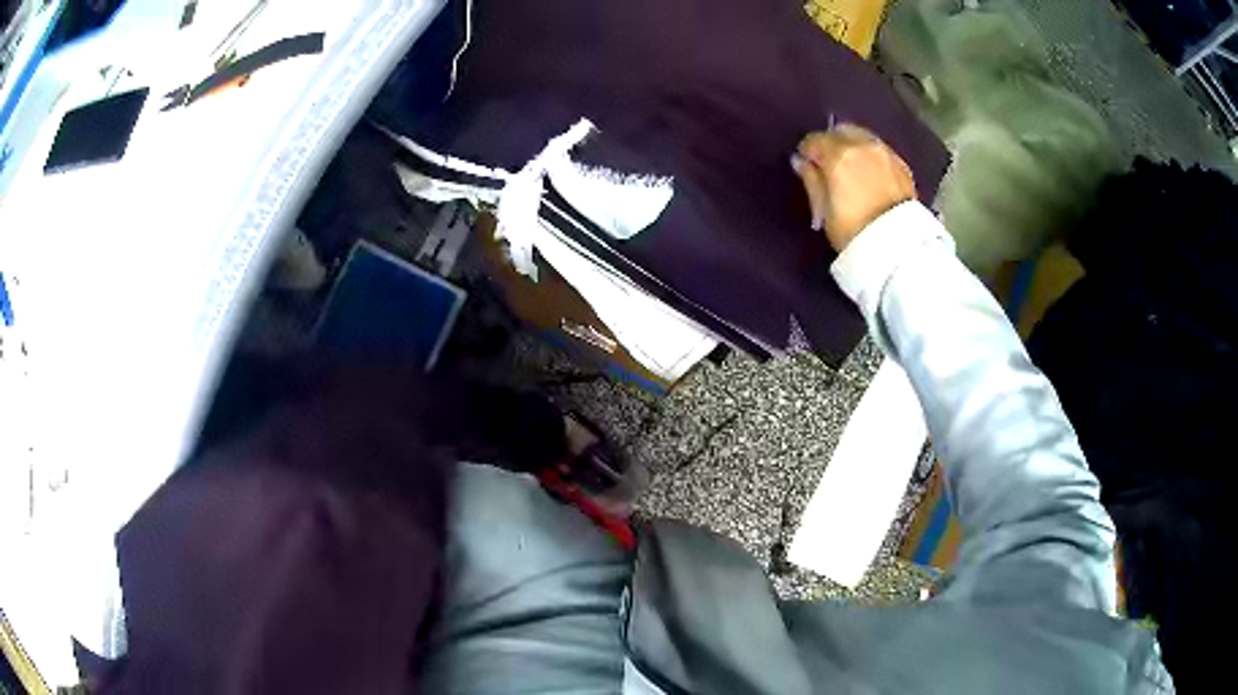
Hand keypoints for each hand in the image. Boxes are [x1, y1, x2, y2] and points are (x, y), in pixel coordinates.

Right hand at [794, 125, 916, 251]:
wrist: (898, 247)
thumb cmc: (854, 231)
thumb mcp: (824, 210)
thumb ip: (811, 180)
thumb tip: (801, 162)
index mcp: (838, 154)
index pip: (814, 140)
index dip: (807, 152)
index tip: (807, 166)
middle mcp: (862, 145)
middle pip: (840, 131)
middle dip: (832, 143)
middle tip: (829, 164)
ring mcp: (885, 153)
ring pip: (862, 137)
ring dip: (853, 147)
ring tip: (852, 169)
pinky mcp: (902, 165)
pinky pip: (879, 150)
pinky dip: (871, 156)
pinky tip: (870, 174)